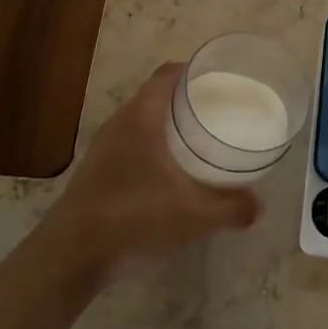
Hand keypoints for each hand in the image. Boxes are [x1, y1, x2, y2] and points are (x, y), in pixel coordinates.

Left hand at [44, 63, 260, 284]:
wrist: (69, 257)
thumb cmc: (133, 218)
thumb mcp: (194, 215)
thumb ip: (231, 208)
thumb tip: (258, 206)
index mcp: (141, 118)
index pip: (167, 75)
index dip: (193, 71)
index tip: (220, 79)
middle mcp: (119, 125)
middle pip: (155, 97)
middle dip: (186, 100)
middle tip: (218, 112)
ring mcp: (102, 150)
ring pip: (141, 124)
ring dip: (167, 127)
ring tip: (197, 143)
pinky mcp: (95, 175)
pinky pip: (130, 147)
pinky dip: (152, 151)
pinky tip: (169, 177)